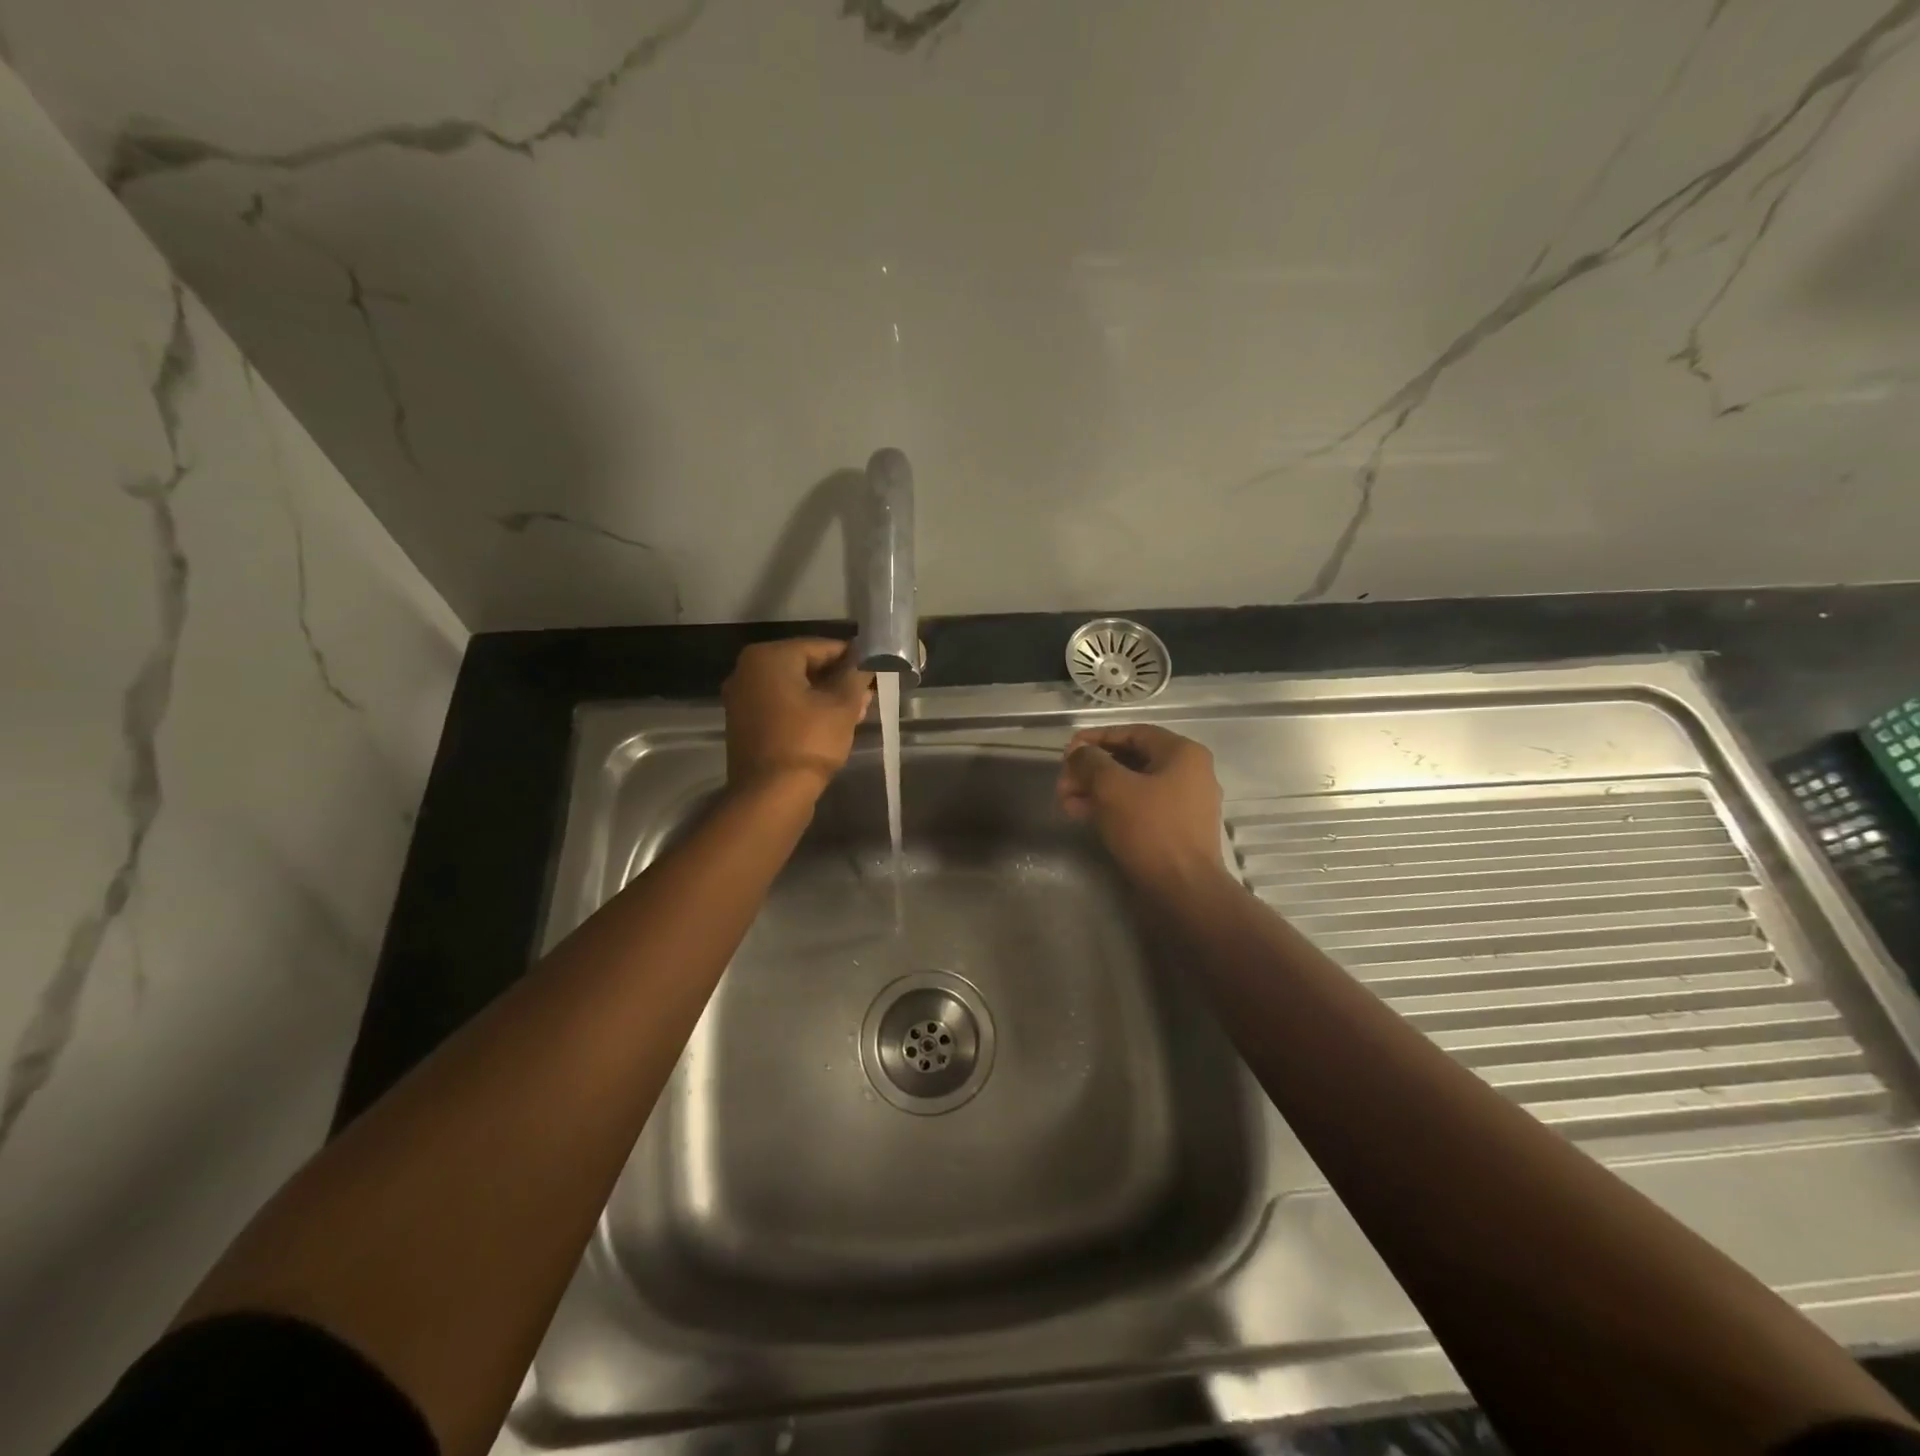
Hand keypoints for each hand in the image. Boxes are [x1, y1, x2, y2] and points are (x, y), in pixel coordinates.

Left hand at [722, 639, 874, 794]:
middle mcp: (747, 671)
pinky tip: (831, 724)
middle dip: (837, 679)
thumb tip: (865, 662)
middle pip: (803, 667)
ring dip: (823, 697)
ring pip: (792, 689)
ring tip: (856, 711)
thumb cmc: (809, 741)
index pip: (819, 646)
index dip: (850, 657)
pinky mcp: (743, 724)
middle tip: (866, 693)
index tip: (873, 668)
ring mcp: (741, 699)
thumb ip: (855, 677)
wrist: (771, 795)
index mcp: (768, 657)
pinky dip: (804, 711)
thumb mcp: (842, 706)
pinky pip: (780, 707)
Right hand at [1056, 725, 1225, 886]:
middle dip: (1092, 769)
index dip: (1096, 738)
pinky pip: (1140, 808)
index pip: (1132, 732)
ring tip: (1065, 802)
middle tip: (1063, 782)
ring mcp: (1185, 803)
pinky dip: (1112, 808)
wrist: (1184, 890)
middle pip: (1131, 760)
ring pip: (1132, 786)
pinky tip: (1084, 816)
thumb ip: (1090, 761)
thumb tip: (1079, 753)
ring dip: (1096, 790)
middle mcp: (1189, 773)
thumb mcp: (1112, 787)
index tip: (1067, 750)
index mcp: (1182, 753)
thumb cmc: (1150, 829)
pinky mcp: (1176, 830)